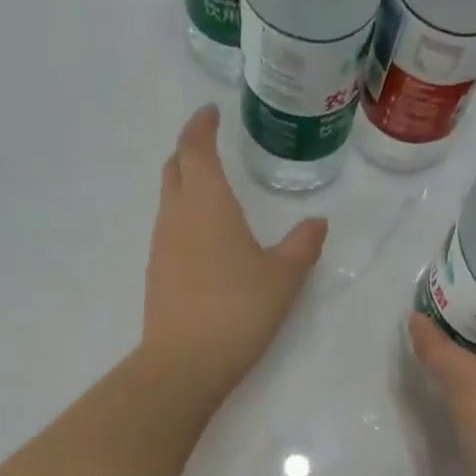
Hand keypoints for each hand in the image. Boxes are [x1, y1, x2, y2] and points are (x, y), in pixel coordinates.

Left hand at [142, 105, 327, 401]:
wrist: (186, 362)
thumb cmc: (239, 309)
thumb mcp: (284, 276)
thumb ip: (303, 245)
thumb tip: (318, 222)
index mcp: (207, 201)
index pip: (196, 147)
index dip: (201, 126)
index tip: (211, 113)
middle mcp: (176, 214)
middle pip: (175, 168)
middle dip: (190, 151)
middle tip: (210, 146)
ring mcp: (162, 245)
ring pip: (169, 200)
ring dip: (186, 186)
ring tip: (213, 192)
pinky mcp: (158, 274)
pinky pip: (170, 230)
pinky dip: (185, 219)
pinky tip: (206, 241)